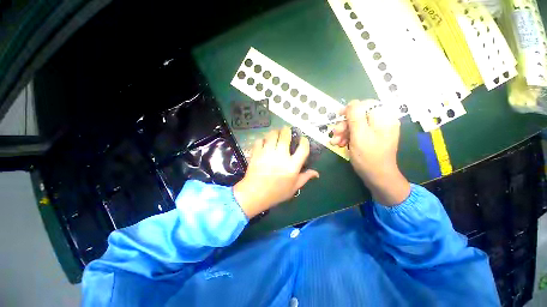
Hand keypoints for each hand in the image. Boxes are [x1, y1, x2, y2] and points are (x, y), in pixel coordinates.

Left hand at [234, 127, 319, 217]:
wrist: (255, 195)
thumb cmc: (276, 193)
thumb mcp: (293, 188)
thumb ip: (305, 178)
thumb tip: (316, 173)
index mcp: (292, 166)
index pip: (303, 148)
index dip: (304, 141)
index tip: (303, 139)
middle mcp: (281, 156)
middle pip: (285, 136)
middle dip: (287, 130)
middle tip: (287, 129)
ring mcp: (267, 153)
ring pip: (272, 135)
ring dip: (275, 132)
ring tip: (276, 133)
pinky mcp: (257, 153)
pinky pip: (259, 141)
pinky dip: (262, 139)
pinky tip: (264, 142)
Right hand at [330, 100, 409, 205]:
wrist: (377, 177)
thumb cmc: (369, 156)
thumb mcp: (359, 135)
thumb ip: (355, 117)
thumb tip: (352, 103)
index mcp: (384, 118)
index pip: (366, 104)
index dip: (351, 109)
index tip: (338, 116)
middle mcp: (382, 122)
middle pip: (359, 116)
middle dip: (344, 124)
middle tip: (334, 134)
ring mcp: (376, 131)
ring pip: (356, 125)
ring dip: (343, 132)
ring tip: (335, 142)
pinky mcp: (371, 138)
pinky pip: (357, 133)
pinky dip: (347, 137)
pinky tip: (340, 144)